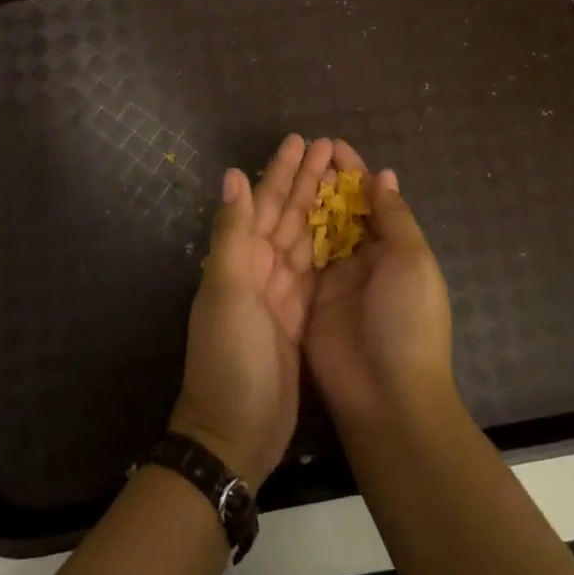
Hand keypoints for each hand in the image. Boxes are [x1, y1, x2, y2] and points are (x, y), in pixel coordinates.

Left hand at [169, 134, 331, 485]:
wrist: (235, 433)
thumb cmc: (229, 356)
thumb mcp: (227, 291)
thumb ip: (233, 233)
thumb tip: (234, 174)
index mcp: (242, 258)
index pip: (265, 203)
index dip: (282, 171)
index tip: (302, 141)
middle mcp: (260, 270)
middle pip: (287, 215)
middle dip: (306, 182)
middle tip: (329, 149)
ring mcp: (281, 294)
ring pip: (304, 239)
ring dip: (320, 208)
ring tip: (342, 180)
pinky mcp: (301, 318)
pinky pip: (317, 271)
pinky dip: (329, 248)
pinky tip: (346, 232)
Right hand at [303, 142, 457, 430]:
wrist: (386, 396)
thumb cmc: (407, 321)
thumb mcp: (412, 262)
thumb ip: (394, 217)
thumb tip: (384, 175)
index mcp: (395, 250)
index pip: (373, 200)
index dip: (354, 172)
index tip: (332, 144)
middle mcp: (365, 261)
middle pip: (343, 211)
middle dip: (327, 181)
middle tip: (302, 151)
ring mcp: (335, 281)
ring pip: (319, 230)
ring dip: (306, 201)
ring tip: (285, 170)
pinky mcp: (309, 299)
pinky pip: (299, 259)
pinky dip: (289, 234)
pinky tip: (270, 209)